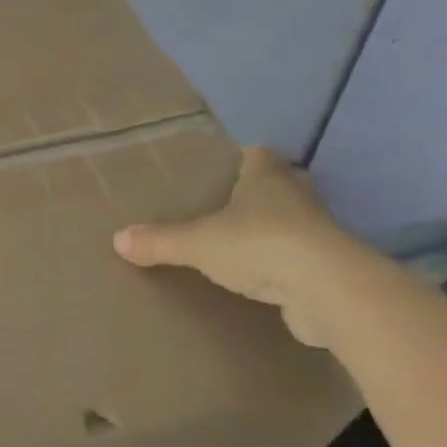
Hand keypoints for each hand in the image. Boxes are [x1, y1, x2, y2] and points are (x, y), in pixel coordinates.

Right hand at [113, 146, 352, 346]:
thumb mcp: (198, 243)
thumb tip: (117, 239)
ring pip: (292, 223)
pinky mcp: (328, 269)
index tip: (221, 168)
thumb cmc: (261, 244)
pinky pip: (300, 260)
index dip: (241, 158)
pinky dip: (284, 266)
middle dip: (258, 193)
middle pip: (279, 186)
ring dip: (273, 231)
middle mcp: (298, 197)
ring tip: (239, 243)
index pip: (257, 155)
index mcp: (267, 178)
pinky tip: (262, 279)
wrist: (328, 291)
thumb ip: (159, 241)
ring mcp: (318, 234)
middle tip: (225, 206)